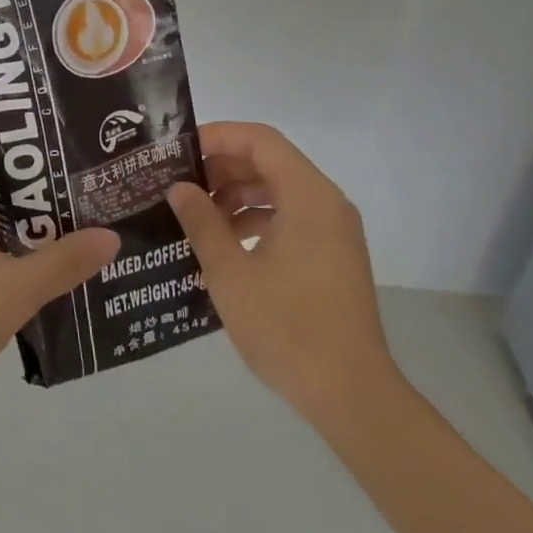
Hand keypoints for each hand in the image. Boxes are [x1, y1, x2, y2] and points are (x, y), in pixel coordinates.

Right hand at [168, 123, 400, 425]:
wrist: (352, 396)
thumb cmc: (288, 327)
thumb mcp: (230, 272)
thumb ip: (202, 222)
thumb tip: (179, 187)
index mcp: (308, 196)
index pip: (259, 140)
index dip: (218, 137)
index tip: (179, 152)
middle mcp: (326, 203)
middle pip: (269, 161)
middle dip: (223, 166)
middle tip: (180, 182)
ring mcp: (334, 230)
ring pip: (278, 189)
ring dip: (237, 193)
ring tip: (196, 213)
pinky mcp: (333, 255)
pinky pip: (290, 216)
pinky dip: (256, 217)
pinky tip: (226, 242)